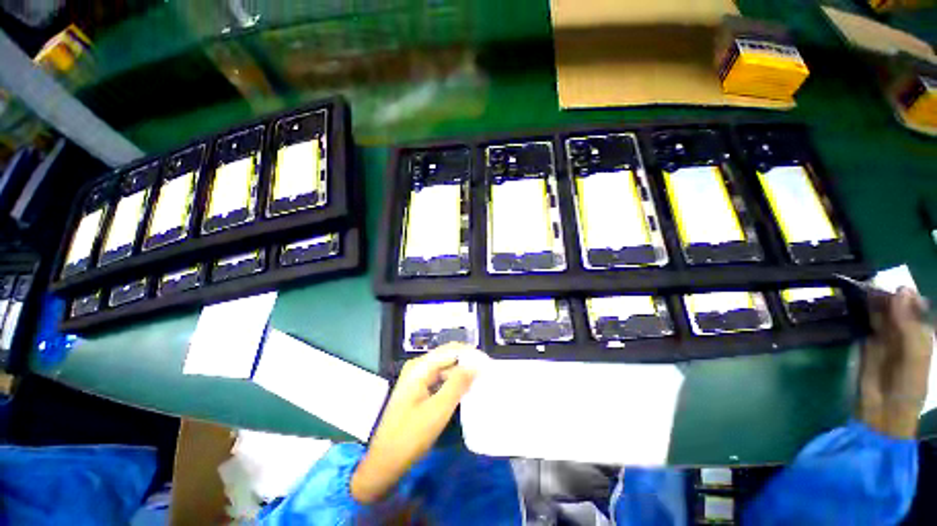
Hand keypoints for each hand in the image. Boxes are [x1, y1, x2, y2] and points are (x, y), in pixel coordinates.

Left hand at [350, 344, 478, 503]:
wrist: (385, 463)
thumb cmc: (410, 436)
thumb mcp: (438, 410)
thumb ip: (458, 384)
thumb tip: (477, 364)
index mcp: (420, 367)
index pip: (451, 350)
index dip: (470, 354)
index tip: (489, 364)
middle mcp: (418, 367)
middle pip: (448, 357)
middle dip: (467, 363)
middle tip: (487, 374)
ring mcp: (418, 378)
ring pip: (445, 368)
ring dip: (462, 374)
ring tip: (480, 382)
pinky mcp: (419, 390)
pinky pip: (440, 380)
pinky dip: (453, 383)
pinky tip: (465, 391)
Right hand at [857, 287, 933, 437]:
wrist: (884, 411)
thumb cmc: (907, 385)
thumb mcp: (914, 354)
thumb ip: (909, 324)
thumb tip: (900, 289)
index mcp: (922, 332)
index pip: (914, 305)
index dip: (904, 294)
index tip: (890, 287)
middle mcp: (905, 331)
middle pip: (895, 307)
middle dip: (884, 296)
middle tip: (868, 287)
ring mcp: (885, 337)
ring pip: (879, 312)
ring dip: (870, 302)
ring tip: (857, 290)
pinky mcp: (867, 343)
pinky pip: (865, 323)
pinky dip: (860, 312)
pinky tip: (852, 304)